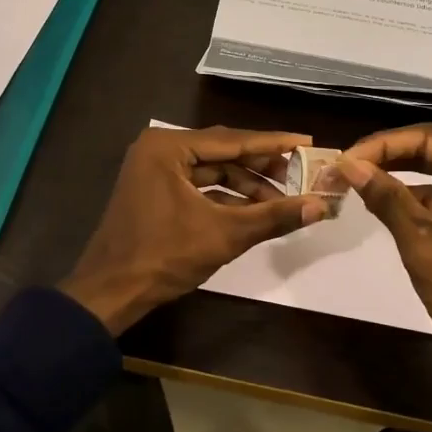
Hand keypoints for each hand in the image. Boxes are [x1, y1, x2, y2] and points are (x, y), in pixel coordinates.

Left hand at [61, 126, 329, 334]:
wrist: (112, 291)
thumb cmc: (165, 255)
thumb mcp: (225, 234)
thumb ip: (273, 216)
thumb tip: (320, 206)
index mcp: (169, 147)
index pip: (233, 140)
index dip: (274, 144)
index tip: (307, 142)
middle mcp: (159, 149)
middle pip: (223, 152)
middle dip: (261, 166)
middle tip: (301, 173)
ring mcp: (154, 170)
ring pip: (211, 171)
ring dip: (245, 185)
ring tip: (282, 200)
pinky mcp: (154, 191)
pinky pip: (198, 186)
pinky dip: (225, 197)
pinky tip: (254, 211)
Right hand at [338, 124, 431, 431]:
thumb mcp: (422, 242)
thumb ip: (387, 198)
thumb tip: (349, 165)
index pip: (428, 139)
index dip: (382, 144)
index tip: (344, 159)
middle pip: (431, 151)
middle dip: (386, 156)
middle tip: (344, 167)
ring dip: (395, 175)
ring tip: (353, 181)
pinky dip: (410, 198)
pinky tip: (379, 202)